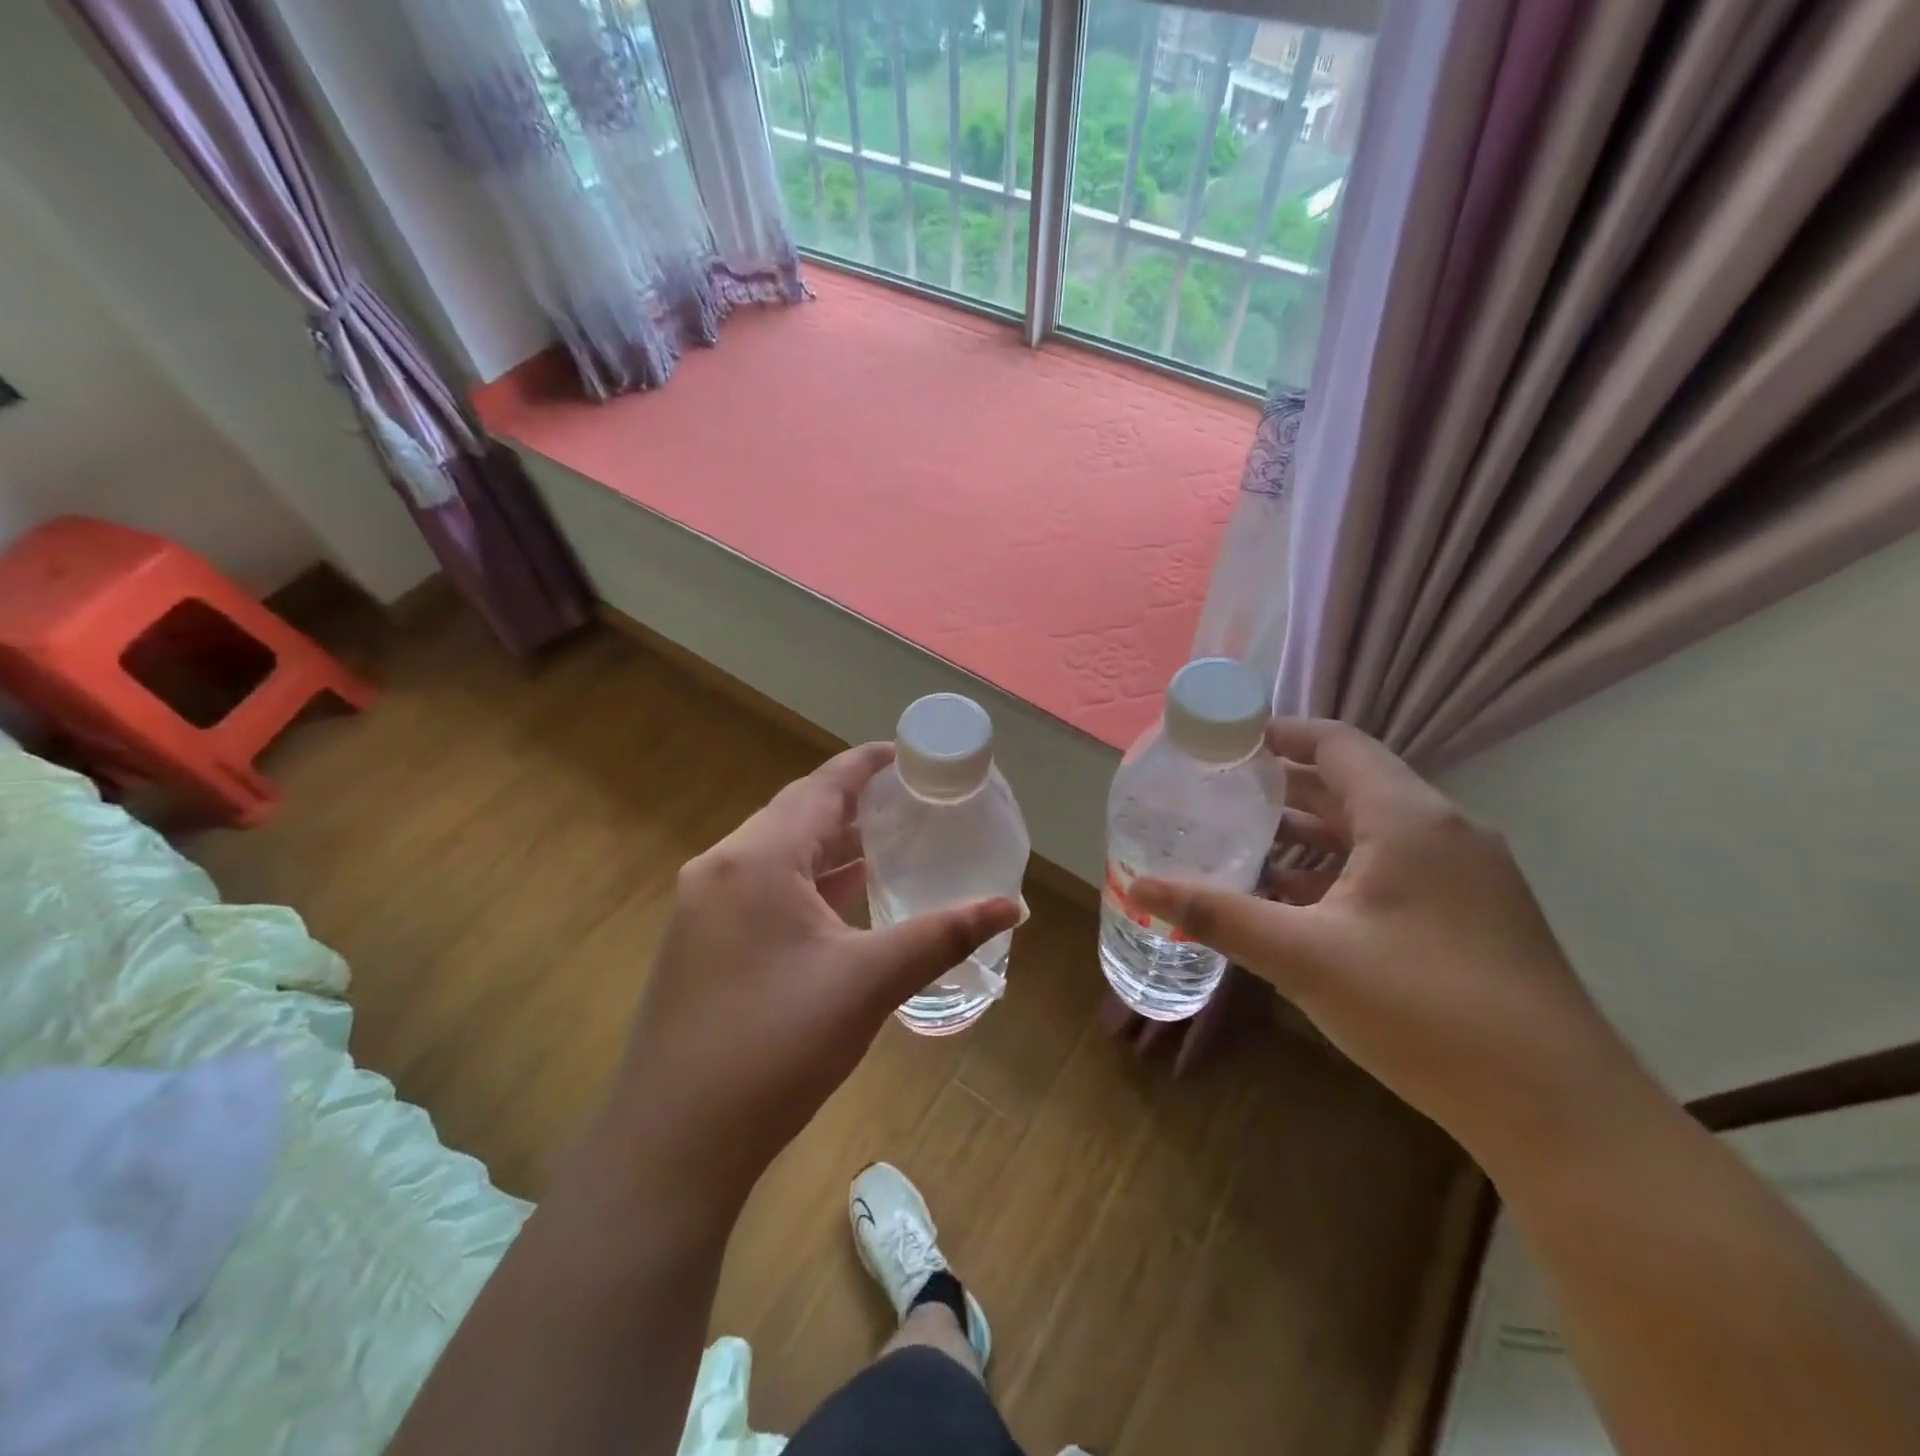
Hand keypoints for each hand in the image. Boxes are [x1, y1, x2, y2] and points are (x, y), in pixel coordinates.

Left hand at [596, 743, 1019, 1213]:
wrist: (673, 1143)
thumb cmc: (775, 1047)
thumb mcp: (867, 983)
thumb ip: (941, 936)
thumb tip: (1012, 908)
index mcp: (757, 859)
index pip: (820, 788)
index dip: (865, 765)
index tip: (908, 755)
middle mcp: (721, 868)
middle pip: (795, 815)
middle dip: (851, 804)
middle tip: (909, 801)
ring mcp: (703, 907)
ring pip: (776, 854)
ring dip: (828, 845)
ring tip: (886, 841)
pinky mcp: (699, 942)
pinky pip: (761, 888)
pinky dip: (805, 881)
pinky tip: (839, 899)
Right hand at [1131, 720, 1648, 1170]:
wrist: (1558, 1111)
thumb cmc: (1424, 1009)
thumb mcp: (1304, 957)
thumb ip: (1218, 914)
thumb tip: (1140, 887)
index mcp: (1408, 818)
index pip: (1336, 743)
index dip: (1278, 733)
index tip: (1222, 742)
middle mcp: (1443, 830)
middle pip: (1351, 783)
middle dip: (1282, 785)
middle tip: (1217, 793)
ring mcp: (1466, 875)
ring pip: (1372, 830)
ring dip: (1308, 832)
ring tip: (1242, 842)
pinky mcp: (1473, 915)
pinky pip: (1393, 868)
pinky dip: (1340, 870)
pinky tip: (1296, 900)